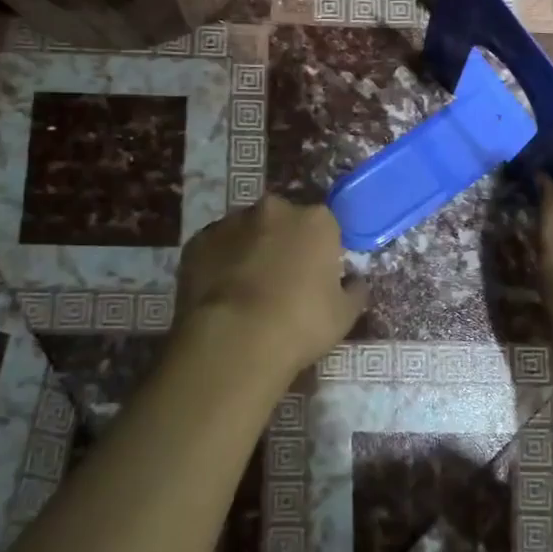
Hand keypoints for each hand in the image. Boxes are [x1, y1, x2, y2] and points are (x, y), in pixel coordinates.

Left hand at [172, 195, 368, 384]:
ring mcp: (231, 222)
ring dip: (251, 250)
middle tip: (284, 280)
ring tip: (249, 290)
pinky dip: (221, 263)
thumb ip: (354, 290)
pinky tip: (222, 294)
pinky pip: (216, 248)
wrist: (234, 342)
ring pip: (248, 231)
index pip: (326, 224)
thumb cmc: (300, 324)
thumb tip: (355, 282)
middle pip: (284, 220)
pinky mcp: (198, 242)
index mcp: (316, 220)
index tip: (319, 273)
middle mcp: (274, 210)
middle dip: (285, 242)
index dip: (323, 249)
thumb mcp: (344, 315)